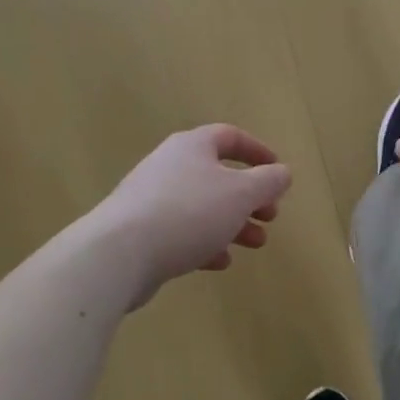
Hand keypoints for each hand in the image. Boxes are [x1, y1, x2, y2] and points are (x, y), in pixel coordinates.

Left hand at [90, 125, 291, 309]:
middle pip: (218, 174)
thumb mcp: (241, 194)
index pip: (230, 137)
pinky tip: (220, 262)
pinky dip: (205, 242)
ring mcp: (151, 198)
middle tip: (270, 216)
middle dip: (249, 196)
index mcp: (193, 146)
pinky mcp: (139, 231)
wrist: (117, 254)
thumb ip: (267, 182)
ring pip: (202, 205)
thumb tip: (282, 173)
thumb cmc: (188, 213)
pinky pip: (181, 230)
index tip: (278, 173)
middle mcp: (170, 165)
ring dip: (232, 222)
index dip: (258, 152)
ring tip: (255, 243)